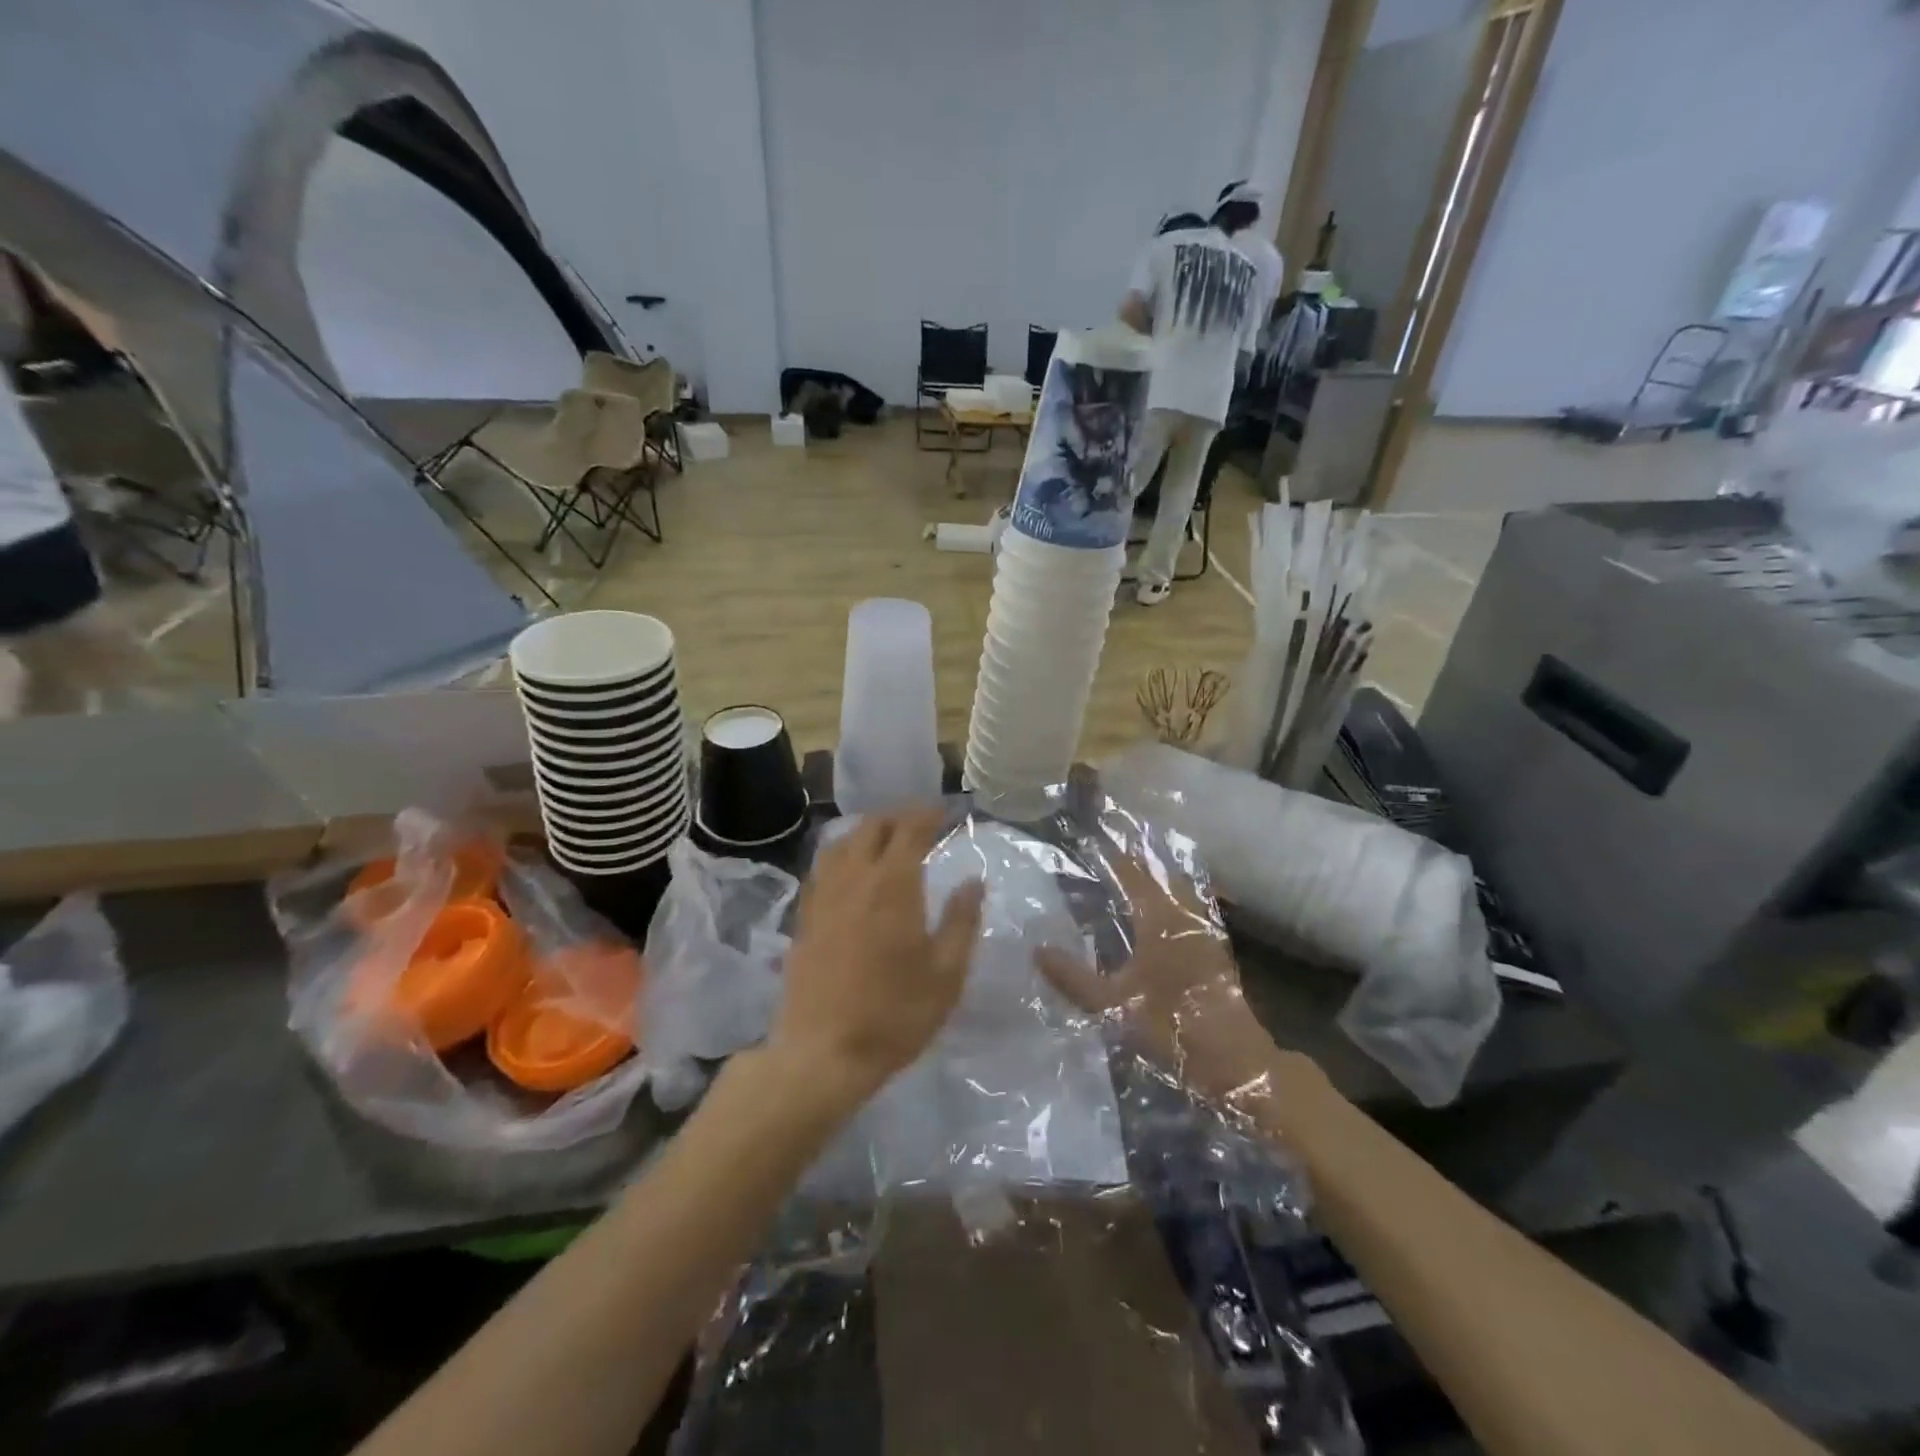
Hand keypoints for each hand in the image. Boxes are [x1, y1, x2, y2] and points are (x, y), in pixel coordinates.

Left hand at [771, 808, 985, 1109]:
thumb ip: (962, 921)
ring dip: (867, 832)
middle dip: (898, 817)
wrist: (823, 1051)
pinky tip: (850, 870)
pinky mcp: (805, 916)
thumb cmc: (895, 1013)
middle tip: (920, 823)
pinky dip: (842, 854)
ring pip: (842, 842)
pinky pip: (823, 867)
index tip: (944, 812)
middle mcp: (855, 878)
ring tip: (886, 839)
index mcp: (893, 885)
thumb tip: (973, 881)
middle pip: (872, 827)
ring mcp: (823, 896)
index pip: (910, 830)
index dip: (928, 814)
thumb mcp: (946, 973)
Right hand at [1036, 833, 1281, 1104]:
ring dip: (1154, 876)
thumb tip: (1037, 950)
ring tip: (1128, 871)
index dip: (1112, 856)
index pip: (1133, 873)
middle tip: (1105, 852)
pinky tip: (1157, 909)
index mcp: (1160, 919)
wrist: (1234, 1060)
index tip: (1089, 843)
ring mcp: (1204, 929)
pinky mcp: (1214, 947)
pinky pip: (1188, 905)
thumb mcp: (1112, 1004)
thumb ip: (1073, 977)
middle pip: (1159, 873)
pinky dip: (1170, 896)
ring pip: (1177, 888)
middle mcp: (1184, 914)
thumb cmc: (1171, 1026)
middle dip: (1133, 859)